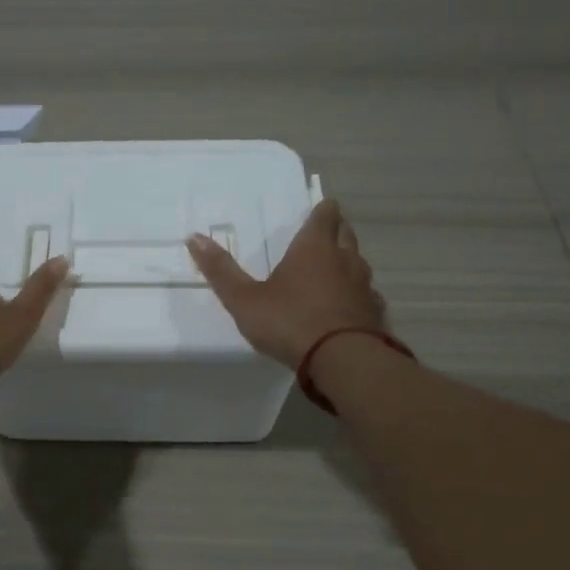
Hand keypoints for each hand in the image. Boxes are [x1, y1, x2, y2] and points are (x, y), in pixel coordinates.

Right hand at [186, 199, 387, 368]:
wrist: (343, 360)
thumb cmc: (290, 321)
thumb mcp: (244, 299)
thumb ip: (221, 270)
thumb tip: (194, 238)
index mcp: (314, 248)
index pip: (326, 215)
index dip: (323, 210)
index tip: (319, 209)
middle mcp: (345, 259)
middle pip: (346, 233)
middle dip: (336, 231)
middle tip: (322, 236)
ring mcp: (364, 286)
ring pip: (359, 263)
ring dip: (347, 263)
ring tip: (331, 271)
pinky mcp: (375, 313)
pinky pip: (367, 295)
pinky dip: (357, 295)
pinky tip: (346, 307)